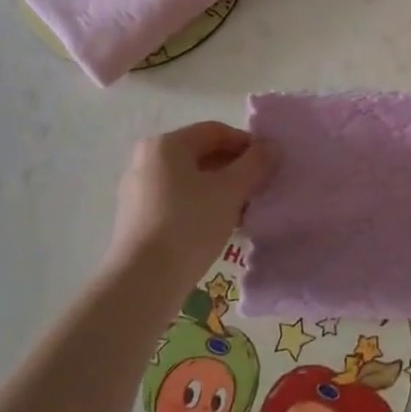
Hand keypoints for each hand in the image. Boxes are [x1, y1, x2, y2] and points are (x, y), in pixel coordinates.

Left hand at [109, 122, 270, 278]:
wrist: (144, 280)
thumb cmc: (190, 223)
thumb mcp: (231, 190)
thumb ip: (255, 163)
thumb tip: (271, 147)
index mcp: (167, 144)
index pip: (216, 131)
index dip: (247, 144)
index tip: (269, 164)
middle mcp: (148, 160)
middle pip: (202, 155)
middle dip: (235, 169)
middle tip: (260, 188)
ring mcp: (139, 190)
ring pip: (192, 180)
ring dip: (222, 190)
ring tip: (245, 211)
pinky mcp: (139, 219)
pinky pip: (179, 201)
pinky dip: (203, 207)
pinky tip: (222, 226)